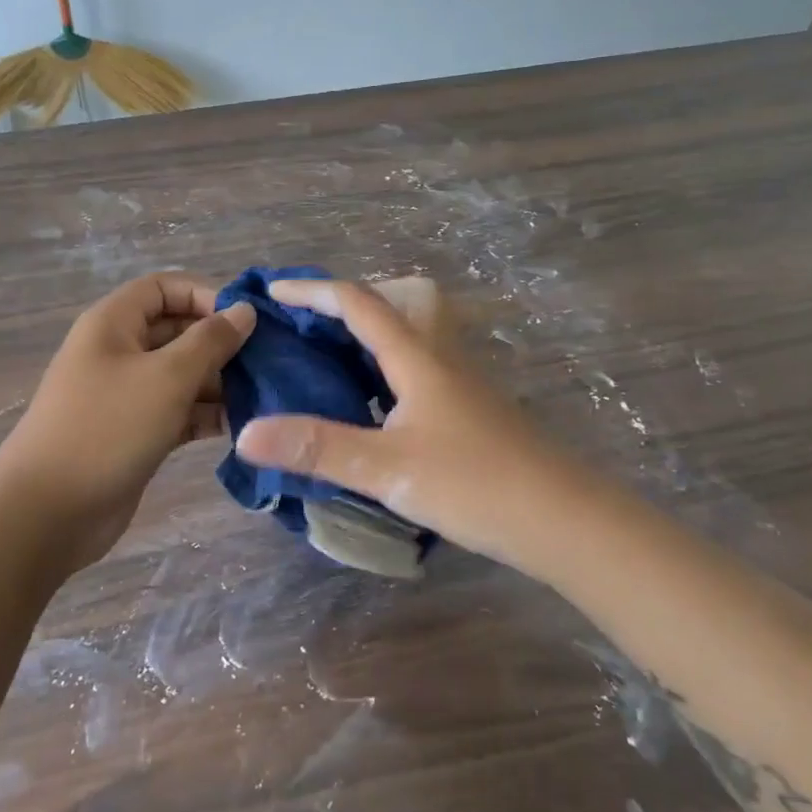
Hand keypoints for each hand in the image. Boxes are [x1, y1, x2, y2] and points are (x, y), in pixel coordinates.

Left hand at [0, 273, 256, 570]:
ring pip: (182, 375)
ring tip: (264, 396)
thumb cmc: (108, 428)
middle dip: (220, 342)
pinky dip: (207, 415)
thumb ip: (210, 341)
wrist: (49, 512)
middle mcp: (119, 352)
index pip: (163, 288)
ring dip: (220, 382)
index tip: (246, 318)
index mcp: (114, 324)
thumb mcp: (167, 377)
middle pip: (177, 331)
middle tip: (268, 361)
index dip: (204, 294)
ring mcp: (127, 396)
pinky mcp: (136, 434)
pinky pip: (178, 412)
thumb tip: (244, 310)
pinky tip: (244, 425)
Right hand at [233, 278, 579, 567]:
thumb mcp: (386, 468)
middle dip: (349, 303)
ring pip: (410, 339)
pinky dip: (386, 371)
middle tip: (309, 326)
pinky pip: (419, 371)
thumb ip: (317, 447)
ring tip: (329, 364)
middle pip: (395, 305)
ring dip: (369, 337)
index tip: (274, 291)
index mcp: (417, 359)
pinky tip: (372, 409)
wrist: (565, 521)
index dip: (314, 291)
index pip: (359, 304)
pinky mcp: (472, 413)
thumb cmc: (475, 485)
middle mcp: (441, 360)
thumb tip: (247, 433)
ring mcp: (462, 386)